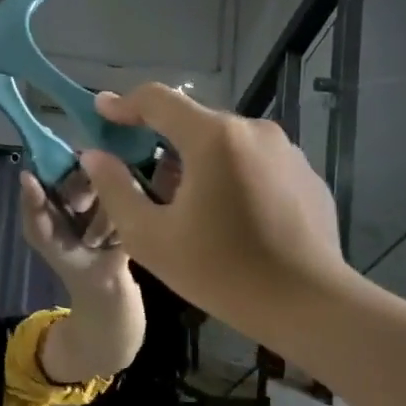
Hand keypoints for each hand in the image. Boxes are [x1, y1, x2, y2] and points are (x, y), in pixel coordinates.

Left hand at [19, 168, 131, 290]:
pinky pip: (128, 205)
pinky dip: (115, 227)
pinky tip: (112, 242)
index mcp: (63, 183)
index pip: (63, 160)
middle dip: (82, 195)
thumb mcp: (40, 233)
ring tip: (94, 241)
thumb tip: (25, 173)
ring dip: (100, 221)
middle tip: (79, 213)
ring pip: (110, 188)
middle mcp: (90, 181)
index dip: (64, 170)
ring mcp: (115, 191)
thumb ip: (32, 206)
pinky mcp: (136, 206)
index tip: (65, 190)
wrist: (99, 281)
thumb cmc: (64, 254)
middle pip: (90, 169)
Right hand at [77, 84, 347, 333]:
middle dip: (159, 142)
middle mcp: (254, 130)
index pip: (158, 100)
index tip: (101, 113)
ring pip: (224, 143)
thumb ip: (115, 188)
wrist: (310, 305)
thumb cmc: (221, 271)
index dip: (123, 104)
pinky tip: (227, 219)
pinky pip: (254, 163)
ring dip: (196, 162)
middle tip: (140, 179)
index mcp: (214, 138)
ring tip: (185, 207)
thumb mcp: (150, 236)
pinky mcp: (305, 174)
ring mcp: (286, 151)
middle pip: (192, 122)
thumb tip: (95, 156)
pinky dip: (230, 177)